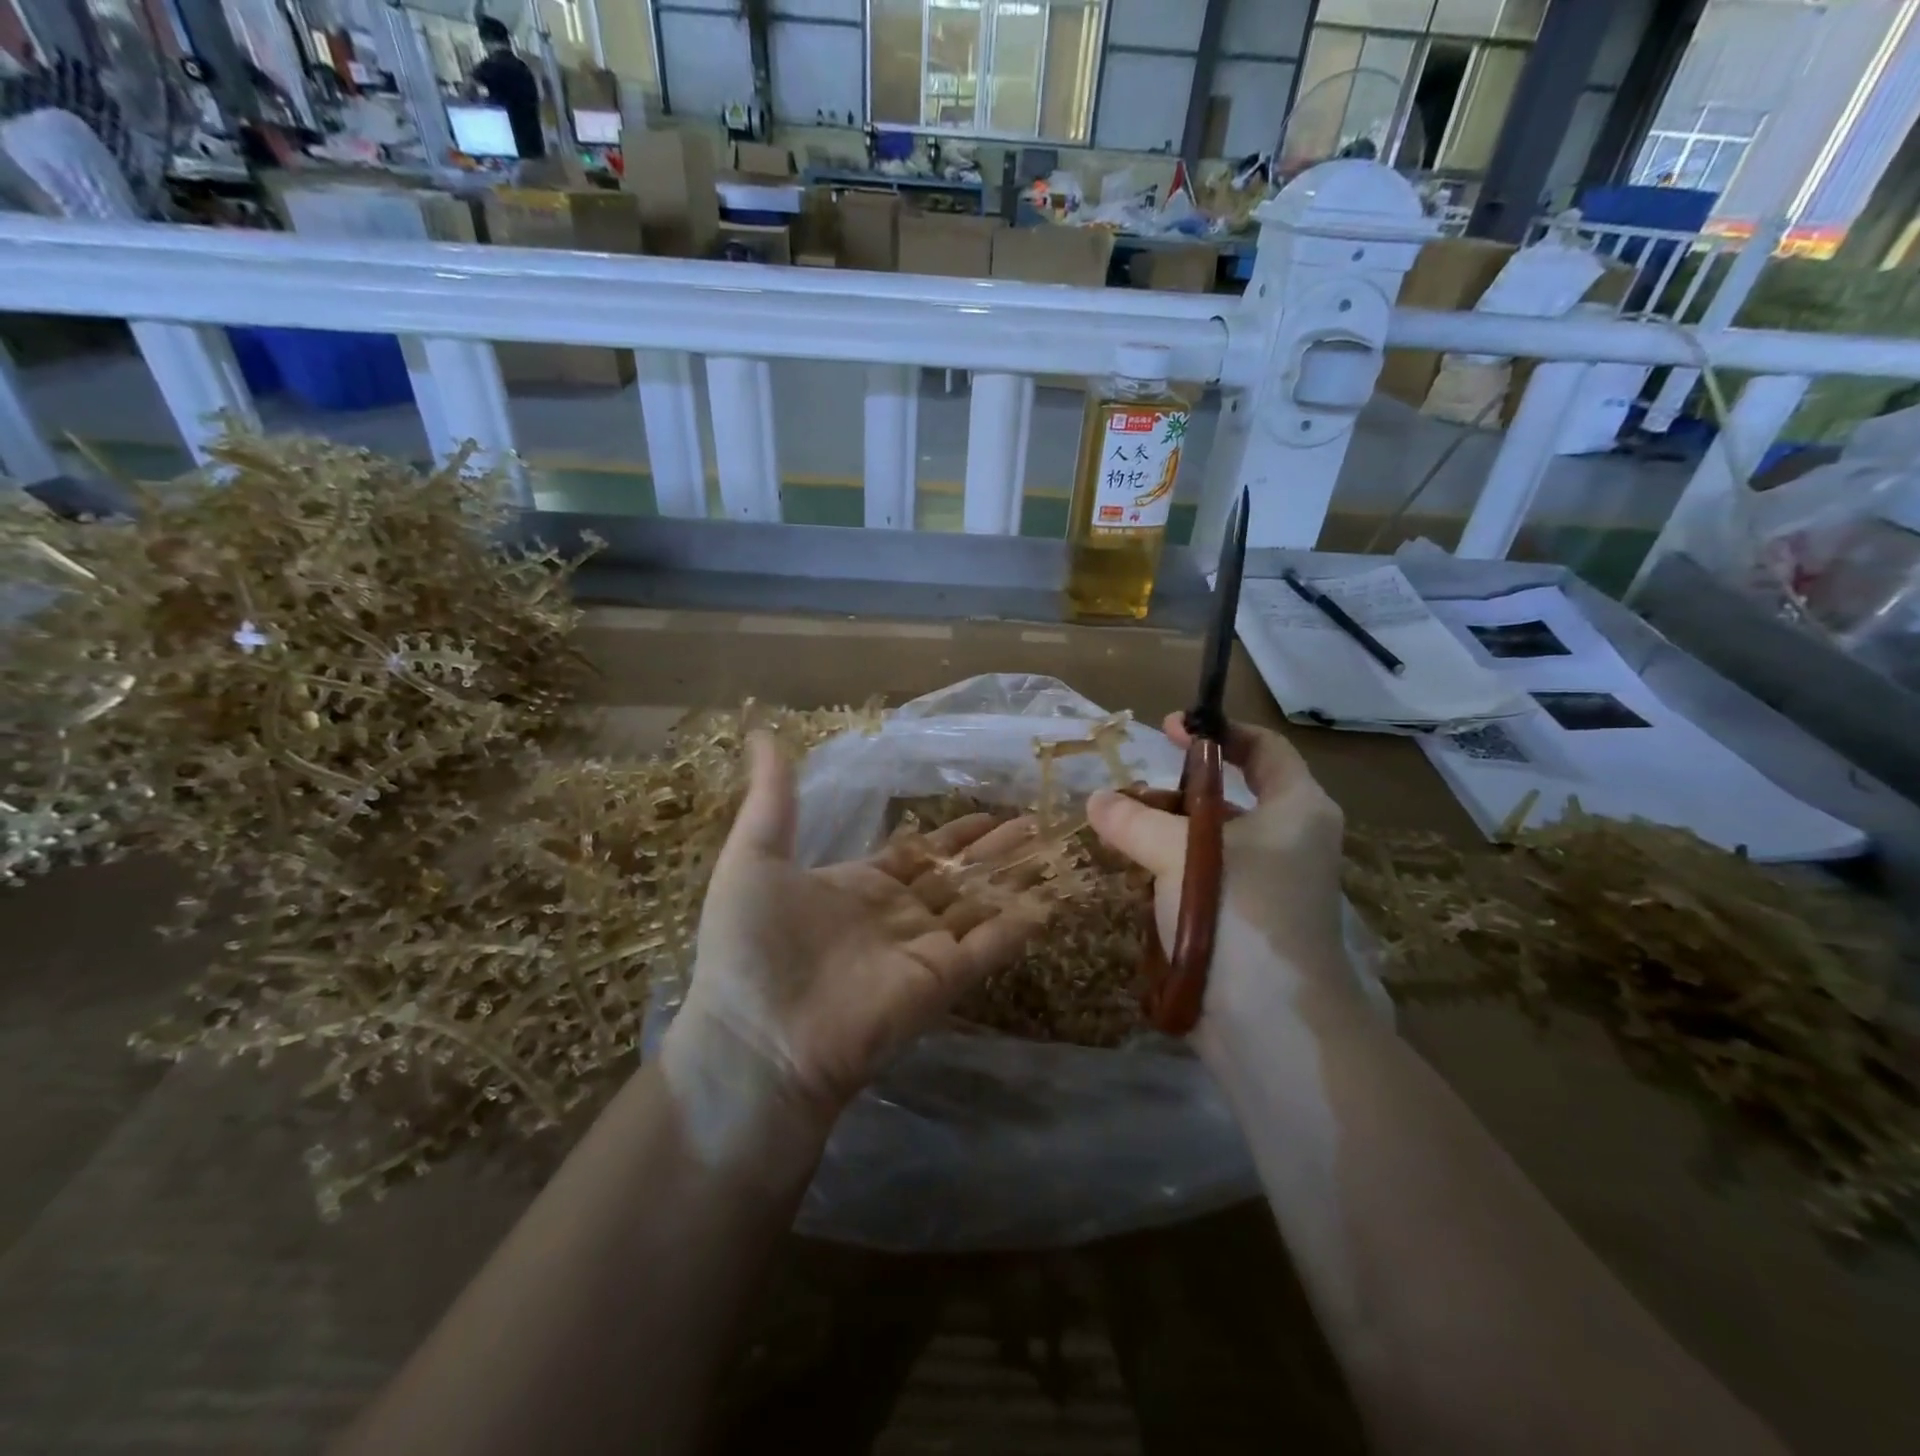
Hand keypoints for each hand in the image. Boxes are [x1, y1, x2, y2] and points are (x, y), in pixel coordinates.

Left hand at [663, 732, 1048, 1142]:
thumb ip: (773, 798)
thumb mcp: (754, 857)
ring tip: (1055, 849)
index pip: (920, 853)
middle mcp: (898, 915)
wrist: (754, 1038)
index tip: (990, 813)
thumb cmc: (749, 944)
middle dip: (996, 850)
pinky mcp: (942, 979)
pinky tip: (1051, 899)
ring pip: (981, 903)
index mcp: (860, 886)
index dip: (954, 834)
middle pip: (959, 875)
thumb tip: (762, 733)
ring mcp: (923, 947)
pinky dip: (1019, 924)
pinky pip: (989, 945)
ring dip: (1016, 878)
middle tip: (1037, 823)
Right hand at [1086, 714, 1360, 1037]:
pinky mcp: (1248, 921)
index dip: (1217, 731)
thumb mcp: (1178, 852)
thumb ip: (1133, 819)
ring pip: (1212, 840)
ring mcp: (1271, 885)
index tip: (1168, 728)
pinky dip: (1172, 870)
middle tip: (1128, 794)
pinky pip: (1205, 878)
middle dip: (1177, 791)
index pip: (1263, 747)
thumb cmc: (1238, 912)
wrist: (1270, 1023)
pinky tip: (1136, 875)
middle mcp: (1291, 841)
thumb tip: (1097, 800)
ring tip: (1120, 835)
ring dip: (1167, 833)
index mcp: (1297, 809)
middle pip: (1231, 796)